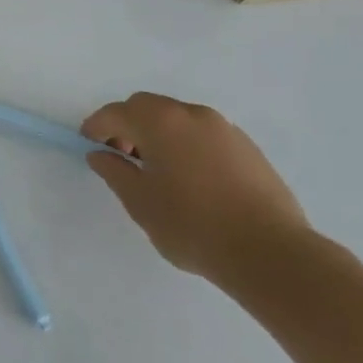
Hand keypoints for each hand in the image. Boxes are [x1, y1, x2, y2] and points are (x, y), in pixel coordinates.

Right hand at [81, 92, 310, 283]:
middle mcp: (192, 114)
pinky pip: (205, 136)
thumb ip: (114, 171)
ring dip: (160, 135)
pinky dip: (188, 145)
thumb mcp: (140, 202)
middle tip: (123, 156)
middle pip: (148, 108)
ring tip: (159, 171)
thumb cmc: (193, 225)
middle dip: (129, 125)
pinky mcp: (249, 149)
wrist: (272, 254)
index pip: (116, 112)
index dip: (97, 127)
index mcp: (160, 121)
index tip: (89, 146)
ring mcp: (225, 130)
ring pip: (179, 120)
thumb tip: (100, 154)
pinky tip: (192, 179)